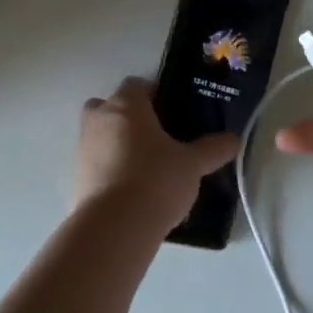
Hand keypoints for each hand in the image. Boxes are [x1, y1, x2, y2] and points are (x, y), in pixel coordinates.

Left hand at [75, 78, 239, 230]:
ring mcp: (83, 149)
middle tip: (156, 138)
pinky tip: (134, 192)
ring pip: (101, 135)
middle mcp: (99, 119)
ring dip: (118, 145)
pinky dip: (111, 171)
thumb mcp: (192, 164)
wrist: (114, 228)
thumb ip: (213, 149)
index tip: (174, 113)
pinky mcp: (77, 178)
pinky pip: (97, 164)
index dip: (156, 95)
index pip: (138, 85)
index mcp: (126, 105)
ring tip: (148, 169)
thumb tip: (234, 139)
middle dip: (129, 118)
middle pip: (111, 106)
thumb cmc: (156, 180)